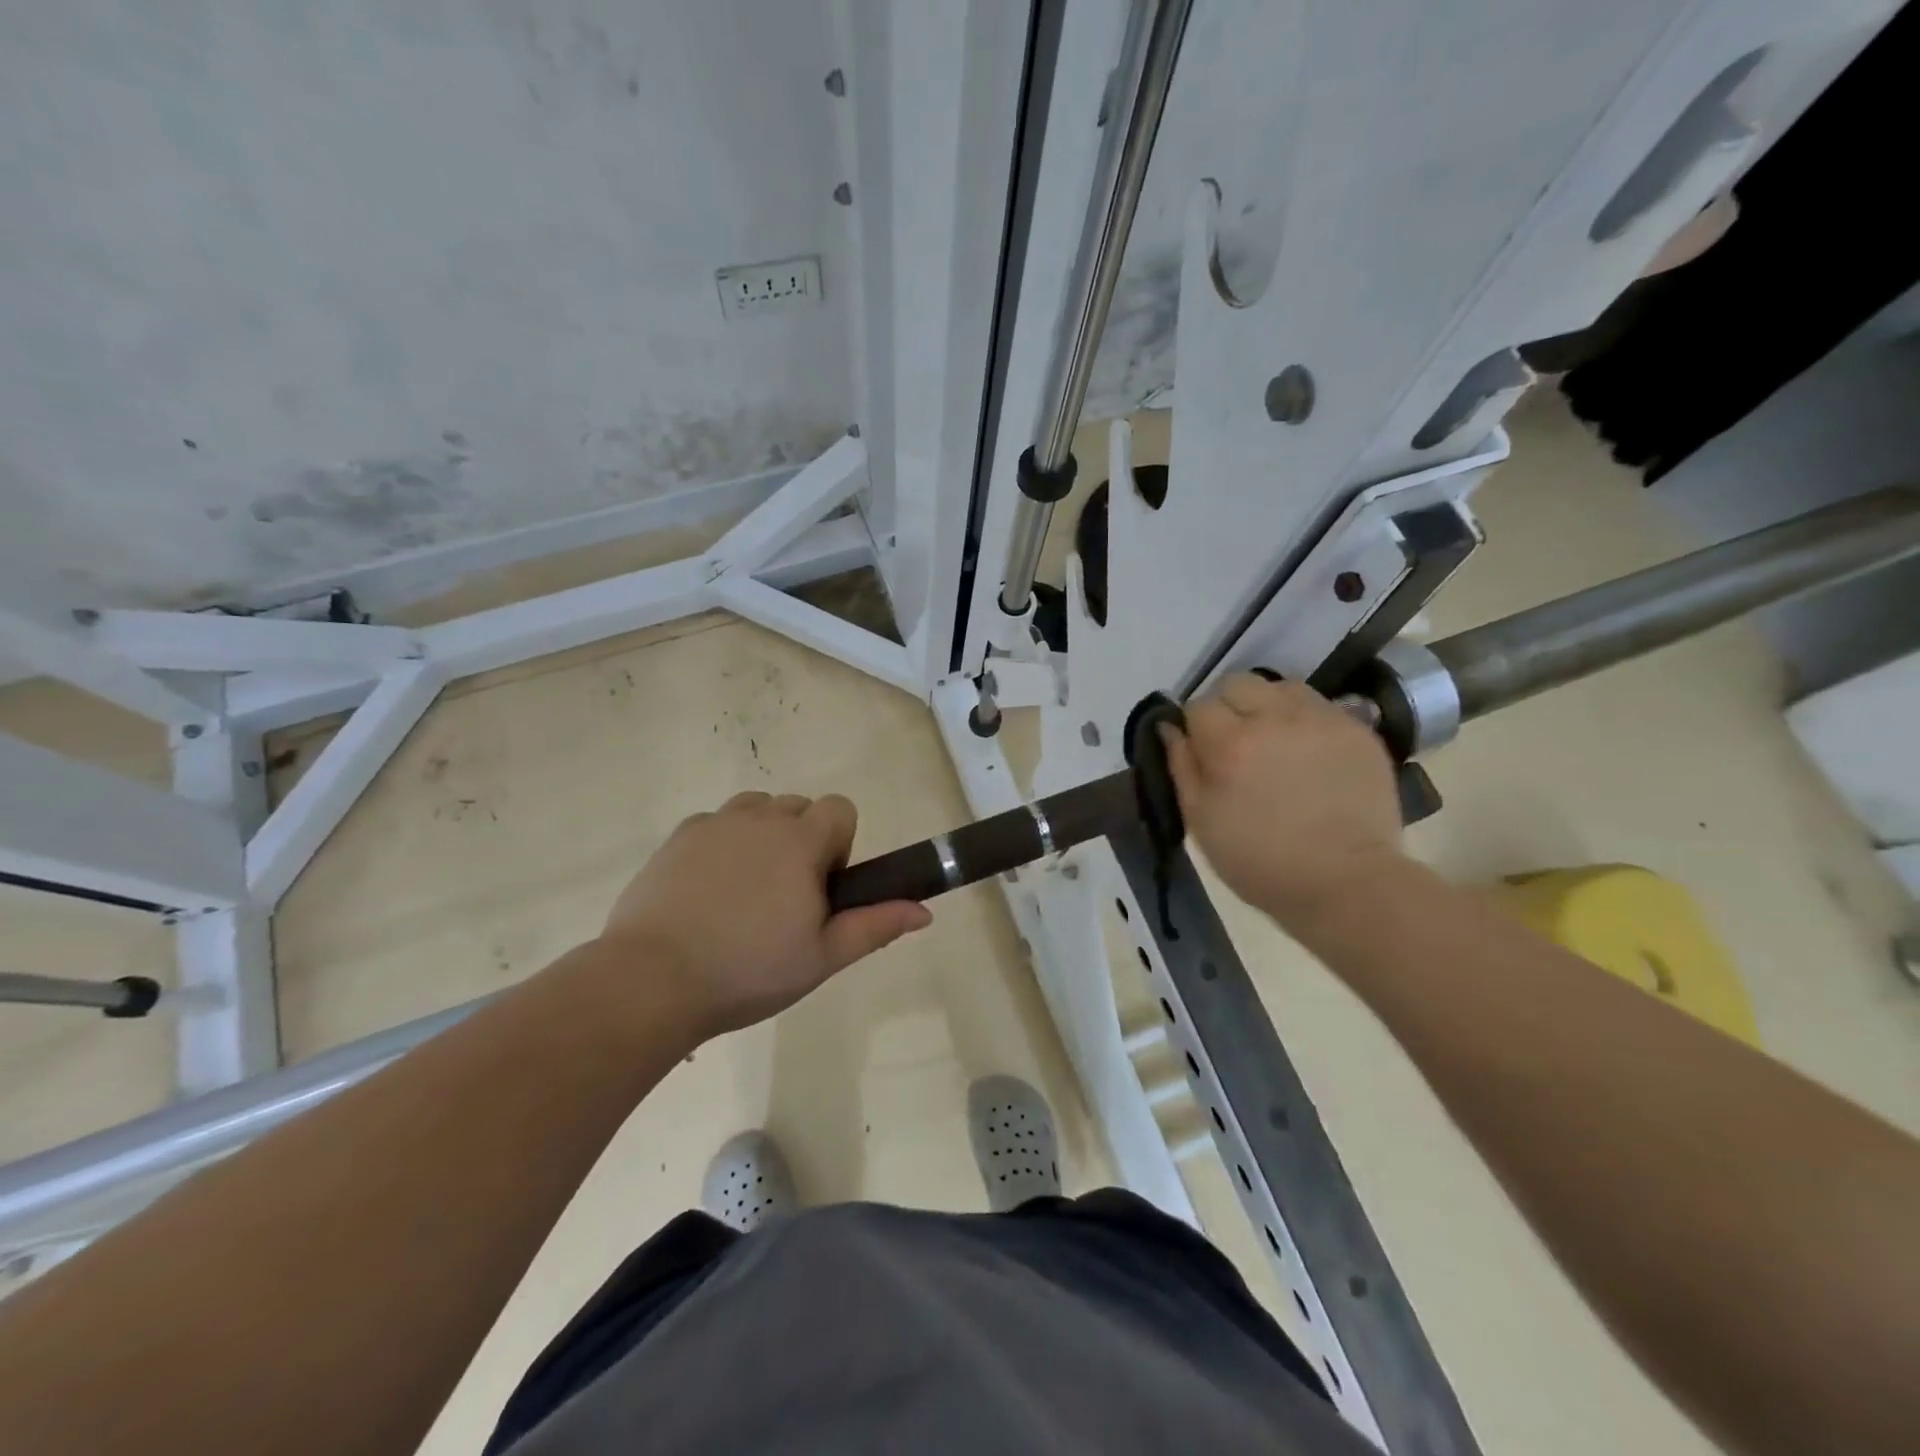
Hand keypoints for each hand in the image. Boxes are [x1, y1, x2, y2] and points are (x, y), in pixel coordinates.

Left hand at [595, 791, 930, 1037]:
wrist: (653, 980)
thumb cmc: (750, 970)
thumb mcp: (823, 956)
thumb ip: (876, 926)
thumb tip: (925, 911)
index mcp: (800, 840)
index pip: (840, 808)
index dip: (840, 844)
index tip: (821, 887)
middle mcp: (759, 819)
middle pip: (798, 807)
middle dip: (802, 840)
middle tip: (785, 898)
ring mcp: (714, 824)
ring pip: (755, 810)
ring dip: (762, 836)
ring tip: (746, 891)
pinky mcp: (677, 838)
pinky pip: (714, 824)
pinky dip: (721, 845)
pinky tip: (706, 893)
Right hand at [1163, 675, 1405, 924]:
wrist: (1346, 883)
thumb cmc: (1260, 862)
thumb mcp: (1201, 822)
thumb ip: (1181, 767)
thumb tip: (1169, 728)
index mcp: (1230, 744)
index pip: (1198, 706)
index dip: (1195, 728)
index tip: (1202, 753)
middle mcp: (1275, 719)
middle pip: (1237, 684)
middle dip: (1228, 707)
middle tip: (1235, 743)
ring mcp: (1321, 720)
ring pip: (1280, 687)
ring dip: (1268, 707)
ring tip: (1274, 741)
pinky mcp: (1357, 729)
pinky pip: (1319, 705)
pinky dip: (1305, 720)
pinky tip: (1307, 752)